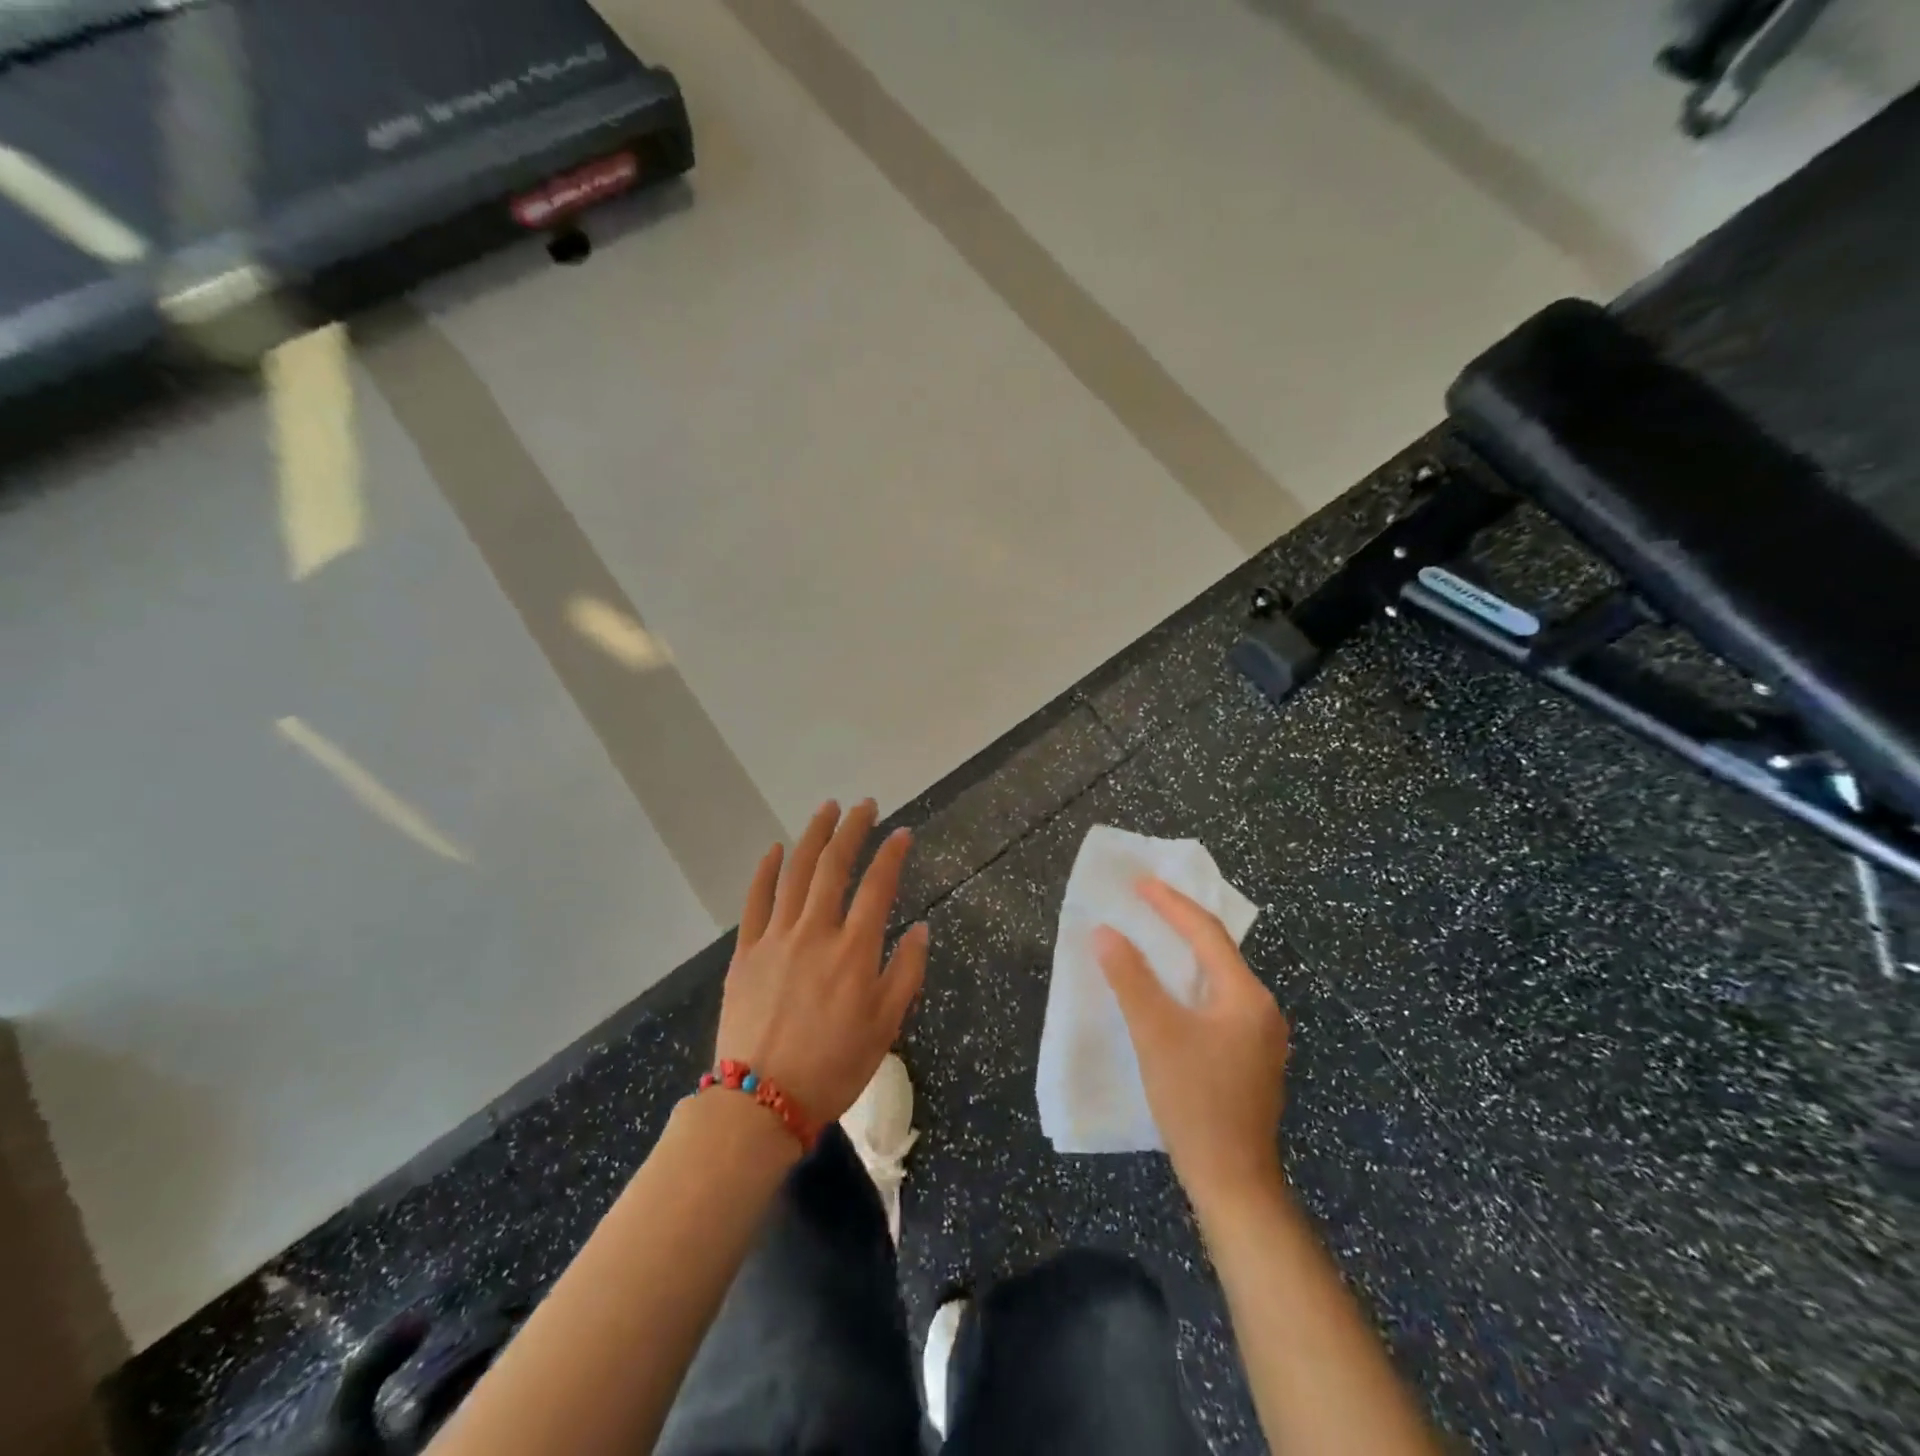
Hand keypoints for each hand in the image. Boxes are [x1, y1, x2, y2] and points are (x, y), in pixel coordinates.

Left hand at [717, 799, 928, 1124]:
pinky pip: (755, 900)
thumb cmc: (834, 1066)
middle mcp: (816, 931)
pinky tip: (775, 849)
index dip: (892, 854)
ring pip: (796, 872)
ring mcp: (776, 937)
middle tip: (865, 805)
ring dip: (813, 836)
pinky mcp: (746, 951)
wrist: (761, 1102)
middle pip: (835, 866)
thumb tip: (921, 929)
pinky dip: (766, 871)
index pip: (878, 886)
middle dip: (852, 829)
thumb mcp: (886, 1026)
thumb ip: (906, 972)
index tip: (901, 832)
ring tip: (827, 810)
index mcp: (854, 950)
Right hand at [1096, 879, 1289, 1209]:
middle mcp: (1261, 1009)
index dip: (1170, 904)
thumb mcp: (1156, 1034)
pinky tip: (1170, 991)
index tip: (1139, 883)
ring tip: (1152, 936)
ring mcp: (1260, 1036)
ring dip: (1184, 955)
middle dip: (1179, 923)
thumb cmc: (1195, 1102)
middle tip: (1144, 902)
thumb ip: (1130, 979)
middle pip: (1217, 952)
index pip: (1206, 933)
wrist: (1233, 1182)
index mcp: (1246, 996)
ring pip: (1217, 979)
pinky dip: (1190, 985)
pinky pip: (1218, 1002)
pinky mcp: (1250, 1058)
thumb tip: (1105, 933)